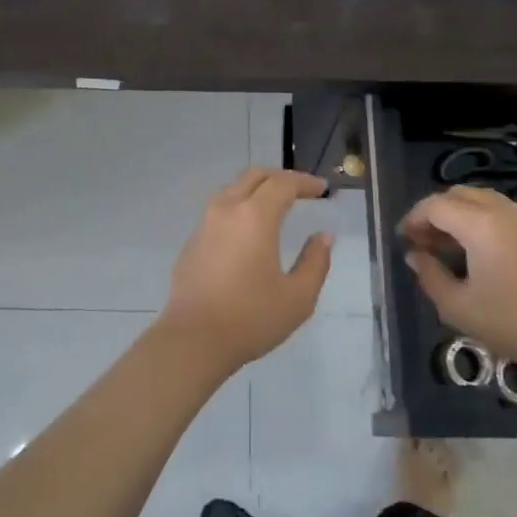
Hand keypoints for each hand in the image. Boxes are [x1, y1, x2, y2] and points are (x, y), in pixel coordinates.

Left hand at [159, 168, 333, 374]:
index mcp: (255, 216)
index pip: (283, 184)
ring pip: (233, 189)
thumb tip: (323, 237)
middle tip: (301, 191)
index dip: (305, 182)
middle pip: (255, 176)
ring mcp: (205, 224)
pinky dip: (239, 207)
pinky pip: (219, 210)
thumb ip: (315, 262)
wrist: (193, 339)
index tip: (322, 189)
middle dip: (280, 178)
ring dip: (257, 189)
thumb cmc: (251, 318)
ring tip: (276, 206)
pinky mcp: (192, 241)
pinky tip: (248, 231)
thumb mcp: (298, 297)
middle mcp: (227, 209)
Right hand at [399, 186, 516, 370]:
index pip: (435, 205)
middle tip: (423, 240)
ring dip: (460, 213)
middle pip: (458, 195)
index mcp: (479, 224)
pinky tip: (480, 251)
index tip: (403, 239)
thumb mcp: (457, 307)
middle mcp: (503, 211)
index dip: (414, 218)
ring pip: (482, 199)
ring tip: (449, 245)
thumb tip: (415, 255)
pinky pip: (503, 212)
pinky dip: (482, 220)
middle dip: (435, 212)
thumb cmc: (512, 323)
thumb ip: (429, 275)